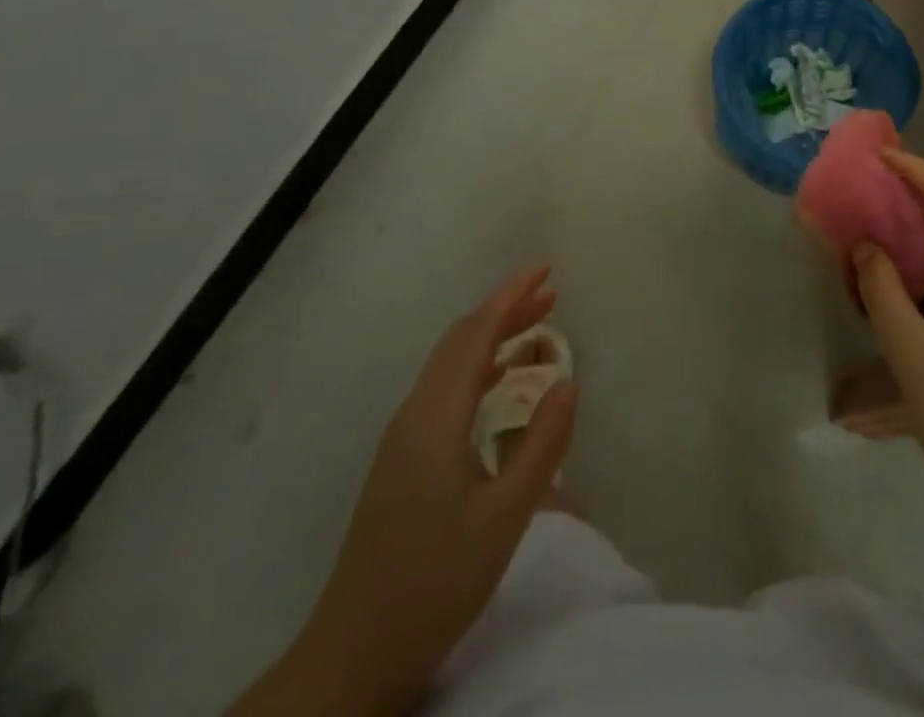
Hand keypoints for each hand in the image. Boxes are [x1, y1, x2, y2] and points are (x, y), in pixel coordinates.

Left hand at [298, 266, 576, 710]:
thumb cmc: (435, 582)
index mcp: (436, 417)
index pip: (476, 334)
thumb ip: (541, 447)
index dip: (511, 296)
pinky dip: (477, 367)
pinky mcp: (402, 459)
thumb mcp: (504, 518)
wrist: (354, 654)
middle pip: (461, 341)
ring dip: (491, 336)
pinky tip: (499, 383)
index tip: (545, 269)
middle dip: (505, 309)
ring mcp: (402, 437)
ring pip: (450, 364)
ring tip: (535, 327)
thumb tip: (569, 384)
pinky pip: (444, 389)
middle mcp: (414, 414)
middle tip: (551, 293)